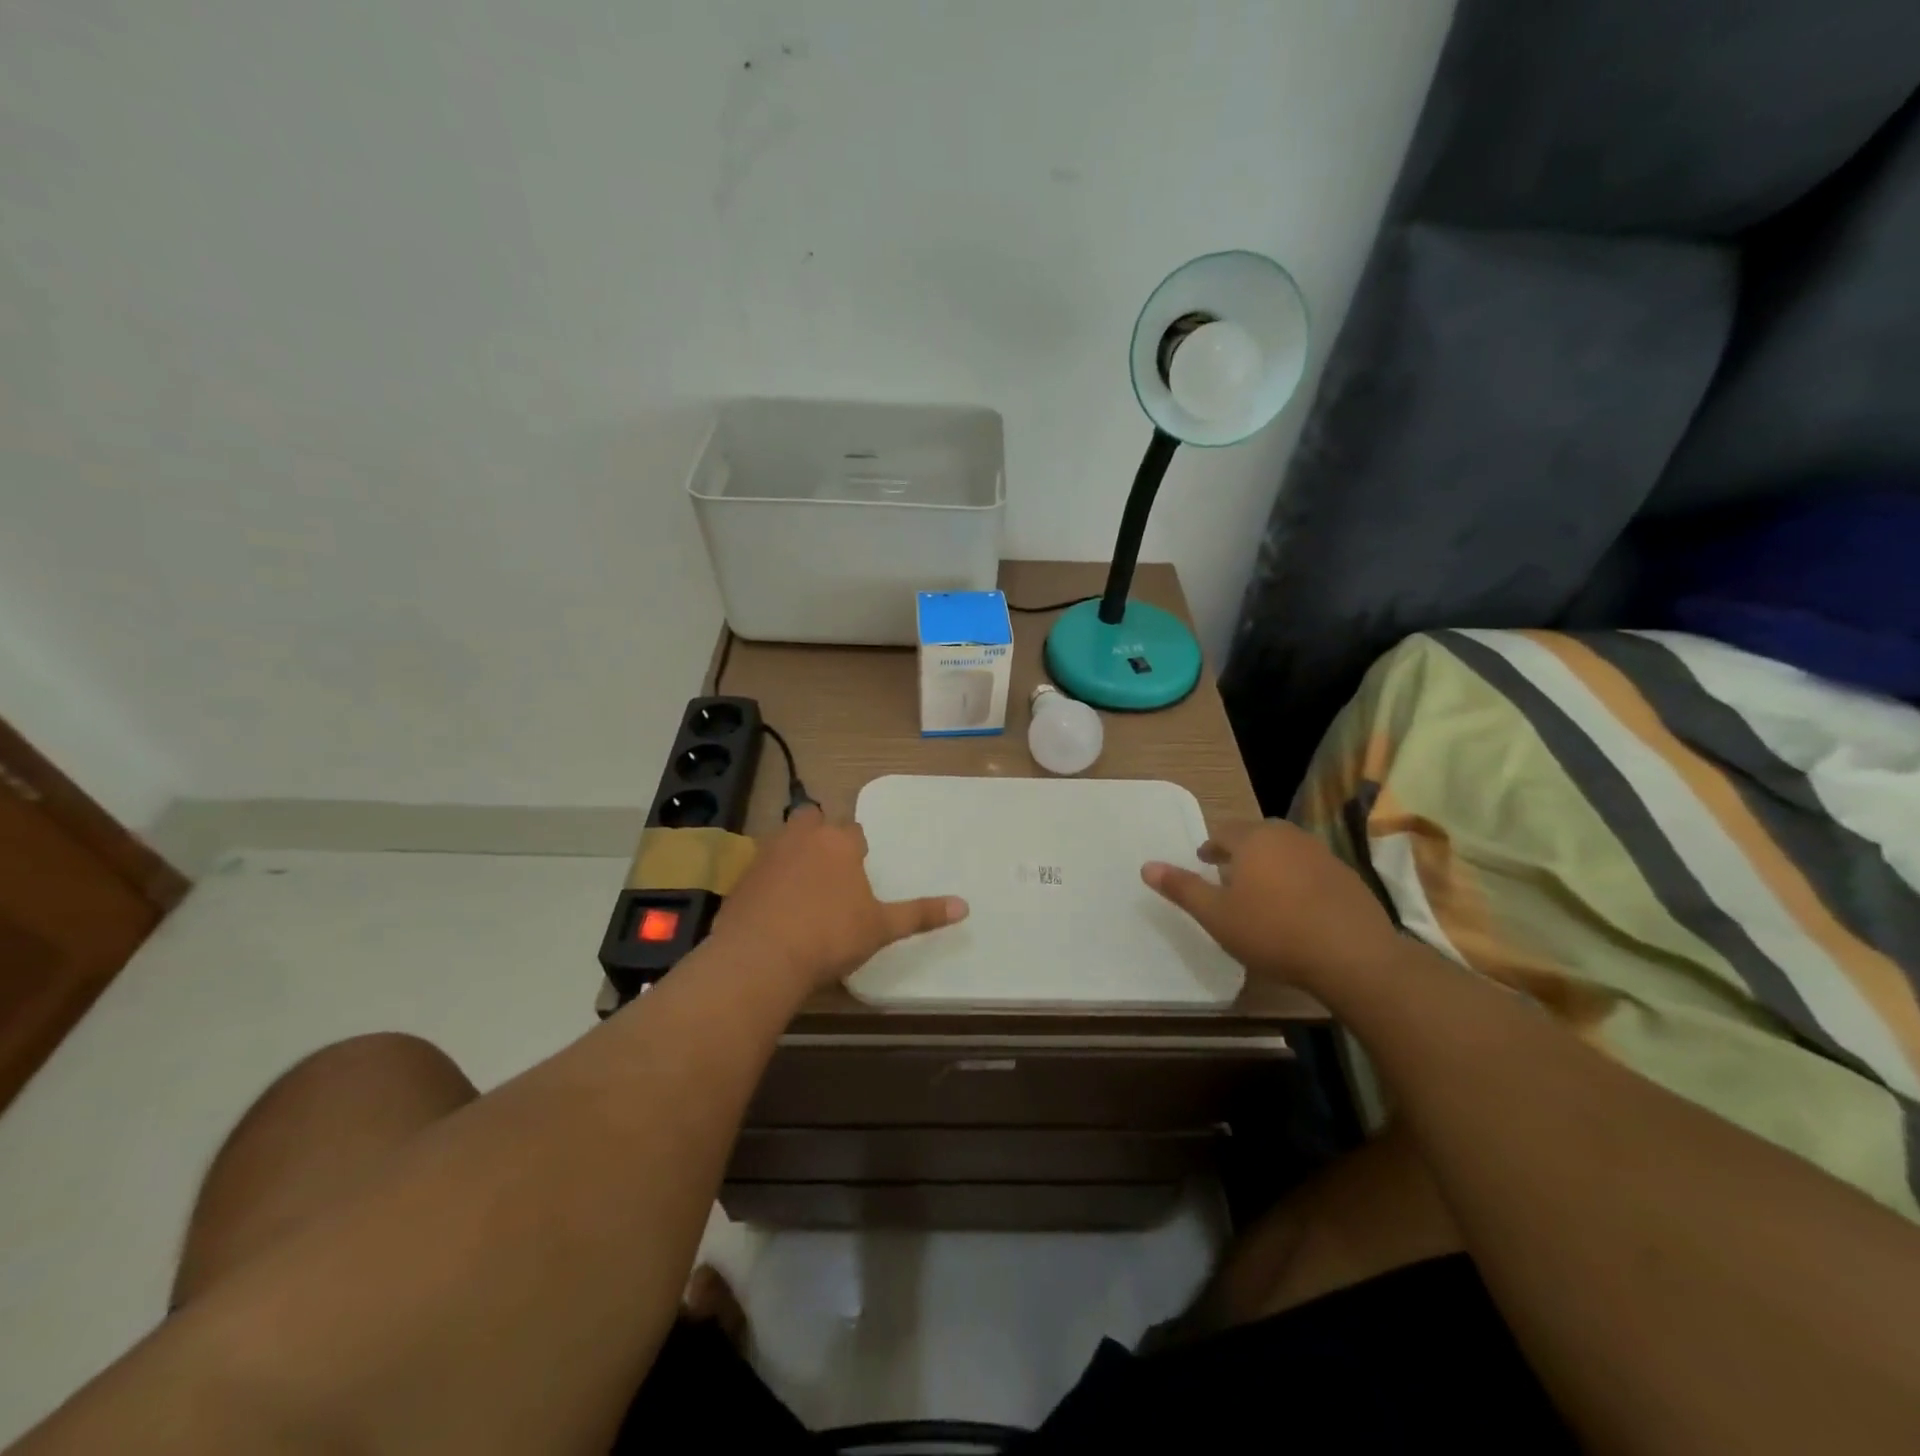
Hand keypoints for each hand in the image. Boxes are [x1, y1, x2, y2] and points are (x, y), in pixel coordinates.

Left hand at [711, 807, 967, 995]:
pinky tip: (773, 907)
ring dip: (793, 853)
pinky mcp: (742, 877)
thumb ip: (920, 914)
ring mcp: (767, 854)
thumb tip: (965, 906)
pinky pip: (760, 868)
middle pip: (812, 819)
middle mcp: (802, 837)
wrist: (762, 957)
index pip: (854, 832)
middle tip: (828, 867)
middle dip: (820, 834)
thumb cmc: (830, 936)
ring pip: (784, 839)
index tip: (859, 873)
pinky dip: (768, 880)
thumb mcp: (881, 928)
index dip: (857, 849)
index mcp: (839, 842)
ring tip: (802, 887)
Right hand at [1142, 819, 1398, 992]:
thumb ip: (1182, 888)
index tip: (1204, 863)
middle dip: (1240, 851)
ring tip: (1262, 890)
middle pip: (1257, 835)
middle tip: (1229, 874)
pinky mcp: (1348, 876)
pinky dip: (1298, 879)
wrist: (1353, 956)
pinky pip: (1312, 869)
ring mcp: (1322, 854)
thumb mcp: (1216, 915)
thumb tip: (1146, 866)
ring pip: (1286, 850)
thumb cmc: (1273, 932)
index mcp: (1253, 840)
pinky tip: (1297, 906)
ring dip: (1271, 863)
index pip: (1223, 832)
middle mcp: (1288, 837)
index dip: (1210, 847)